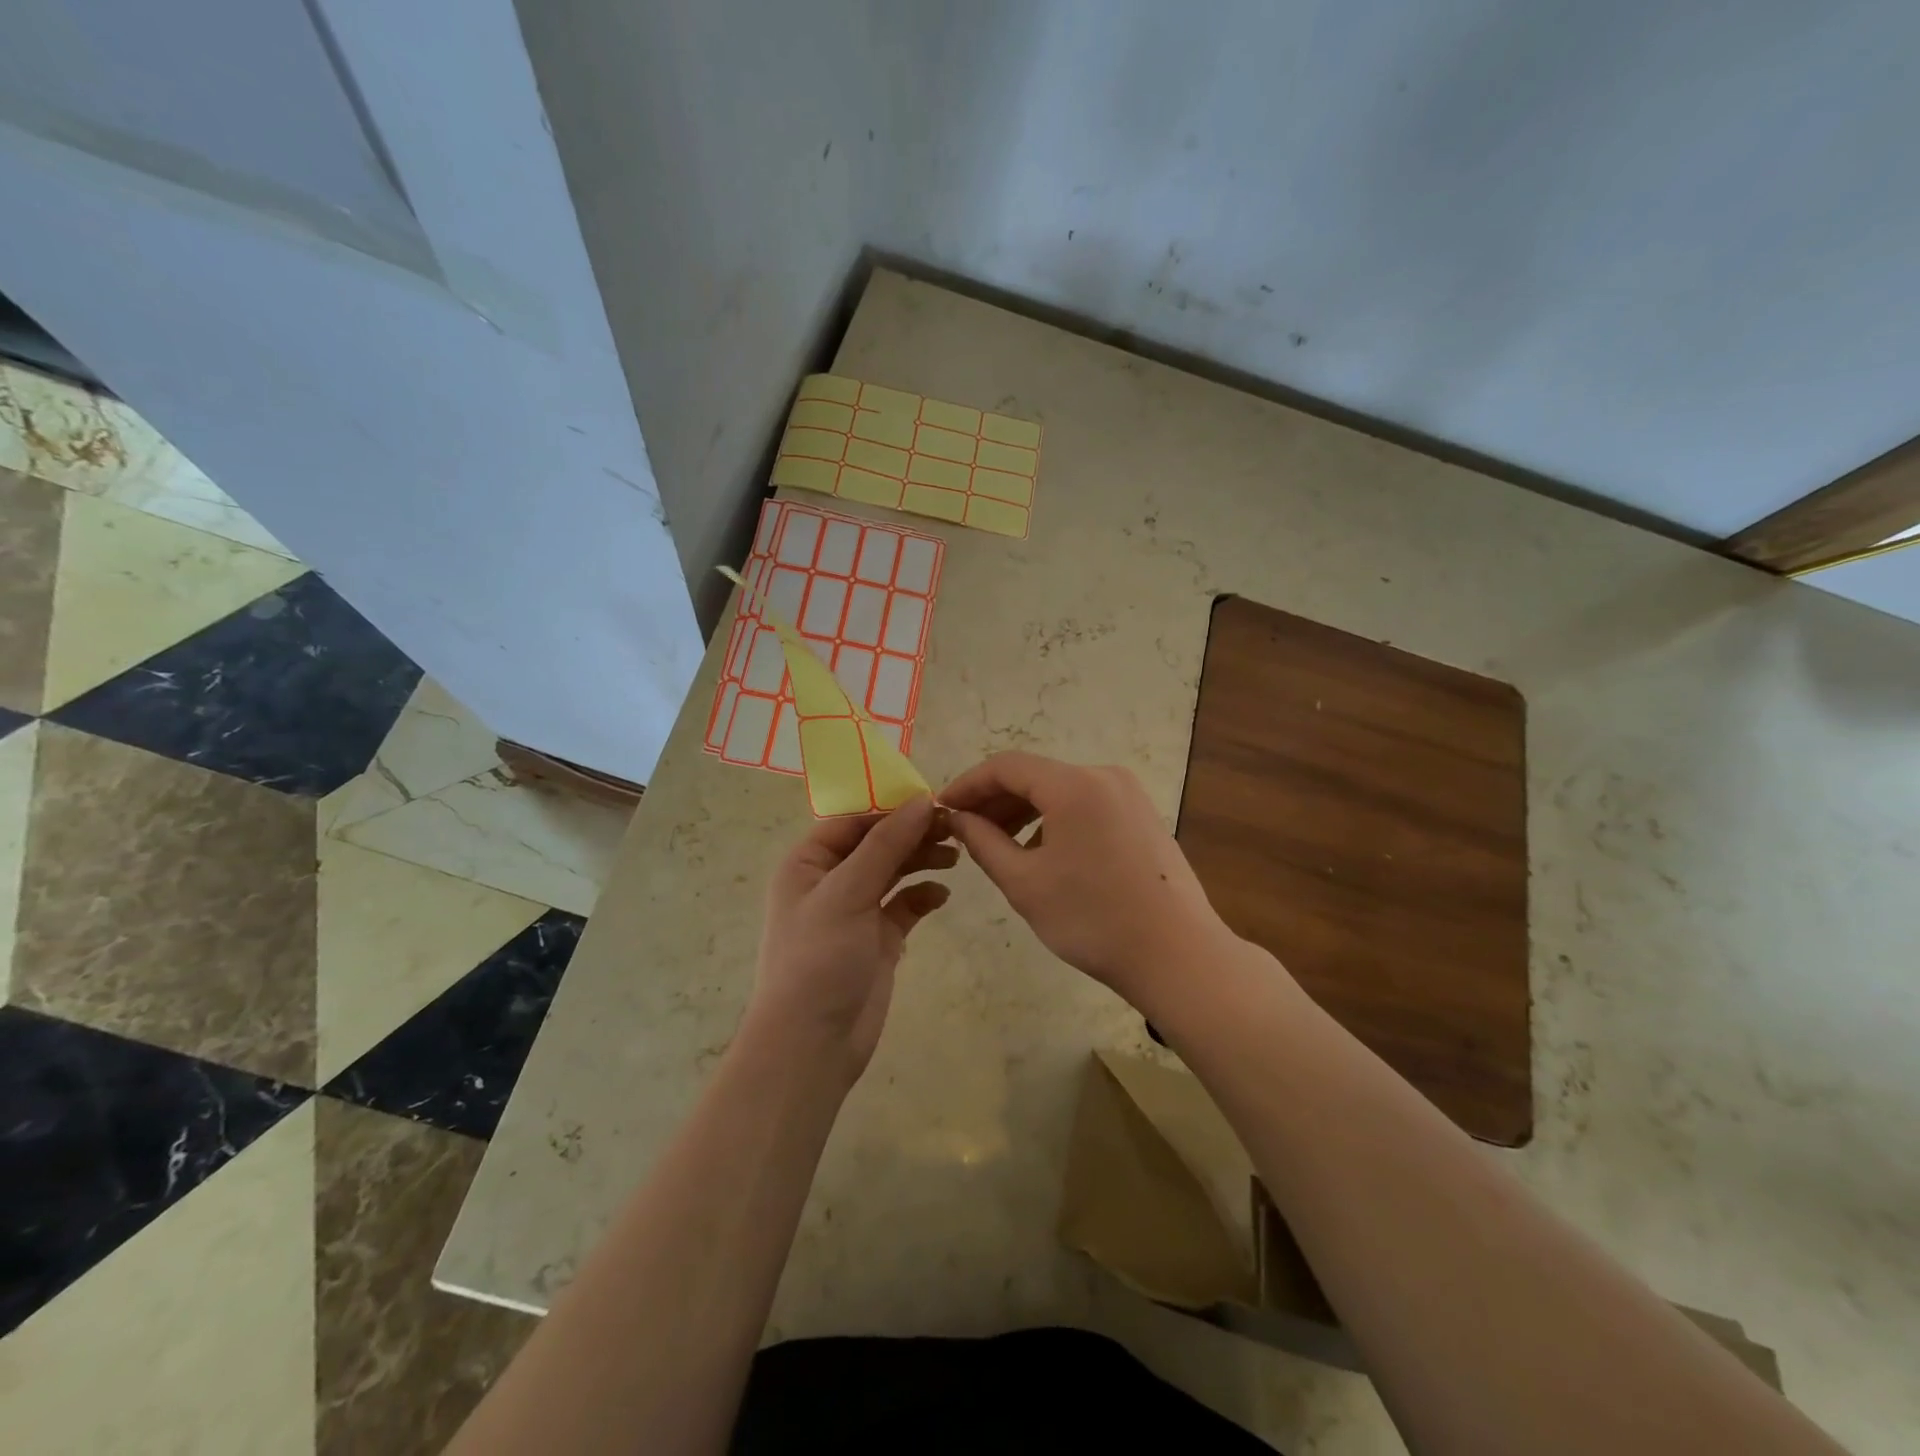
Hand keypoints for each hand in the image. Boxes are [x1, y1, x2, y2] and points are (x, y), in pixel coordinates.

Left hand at [748, 796, 954, 1083]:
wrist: (812, 1044)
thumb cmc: (818, 958)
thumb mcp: (848, 893)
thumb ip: (886, 845)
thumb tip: (921, 800)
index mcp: (808, 863)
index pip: (853, 820)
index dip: (891, 808)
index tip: (934, 801)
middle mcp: (830, 882)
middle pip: (877, 843)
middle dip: (912, 833)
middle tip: (955, 829)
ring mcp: (855, 912)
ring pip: (893, 872)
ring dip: (921, 860)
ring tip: (955, 856)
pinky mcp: (878, 940)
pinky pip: (904, 906)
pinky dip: (922, 896)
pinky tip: (941, 895)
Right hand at [941, 752, 1234, 1008]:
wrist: (1177, 954)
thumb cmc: (1093, 919)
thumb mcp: (1025, 882)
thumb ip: (983, 842)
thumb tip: (958, 818)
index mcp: (1074, 785)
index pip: (1006, 766)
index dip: (968, 784)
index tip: (942, 808)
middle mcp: (1104, 776)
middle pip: (1035, 775)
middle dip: (995, 800)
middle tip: (964, 831)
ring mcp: (1129, 795)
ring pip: (1061, 791)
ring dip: (1024, 811)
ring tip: (997, 845)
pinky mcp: (1143, 816)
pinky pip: (1086, 805)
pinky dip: (1055, 820)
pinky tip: (1042, 853)